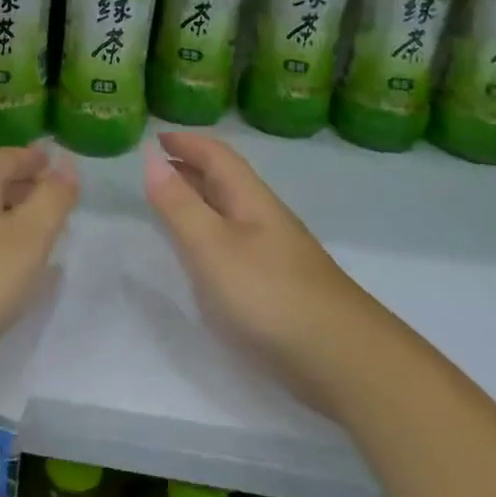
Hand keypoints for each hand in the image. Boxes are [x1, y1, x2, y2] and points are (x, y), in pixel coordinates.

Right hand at [144, 130, 365, 411]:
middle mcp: (265, 218)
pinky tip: (205, 257)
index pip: (218, 156)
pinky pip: (237, 243)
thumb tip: (151, 158)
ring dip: (201, 201)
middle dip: (192, 167)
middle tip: (157, 167)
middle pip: (226, 181)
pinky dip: (212, 235)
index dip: (188, 142)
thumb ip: (179, 205)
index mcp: (250, 200)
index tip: (157, 136)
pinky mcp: (280, 286)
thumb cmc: (269, 294)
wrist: (344, 360)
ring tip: (171, 205)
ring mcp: (277, 253)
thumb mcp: (212, 246)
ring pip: (232, 213)